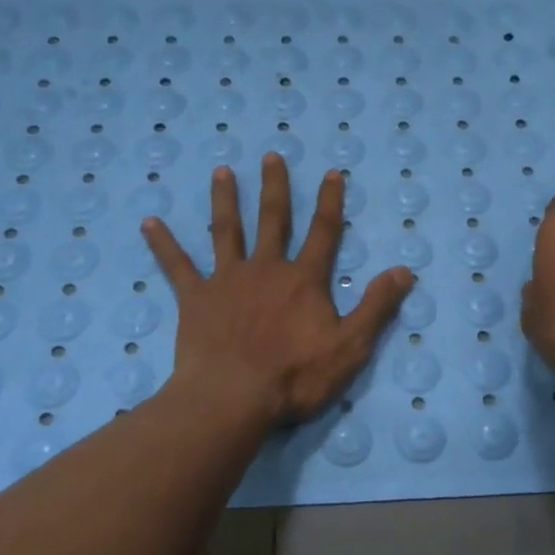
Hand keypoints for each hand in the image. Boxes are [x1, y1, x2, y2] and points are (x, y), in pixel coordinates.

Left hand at [143, 153, 414, 426]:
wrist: (233, 397)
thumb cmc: (295, 376)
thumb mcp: (350, 346)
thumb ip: (376, 306)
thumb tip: (404, 270)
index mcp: (304, 280)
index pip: (323, 233)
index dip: (330, 202)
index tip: (332, 172)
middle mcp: (266, 269)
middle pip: (273, 220)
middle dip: (275, 187)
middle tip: (271, 156)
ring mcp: (227, 280)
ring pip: (226, 231)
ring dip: (225, 200)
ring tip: (222, 172)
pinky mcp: (195, 299)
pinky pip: (177, 266)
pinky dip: (164, 244)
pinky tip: (149, 222)